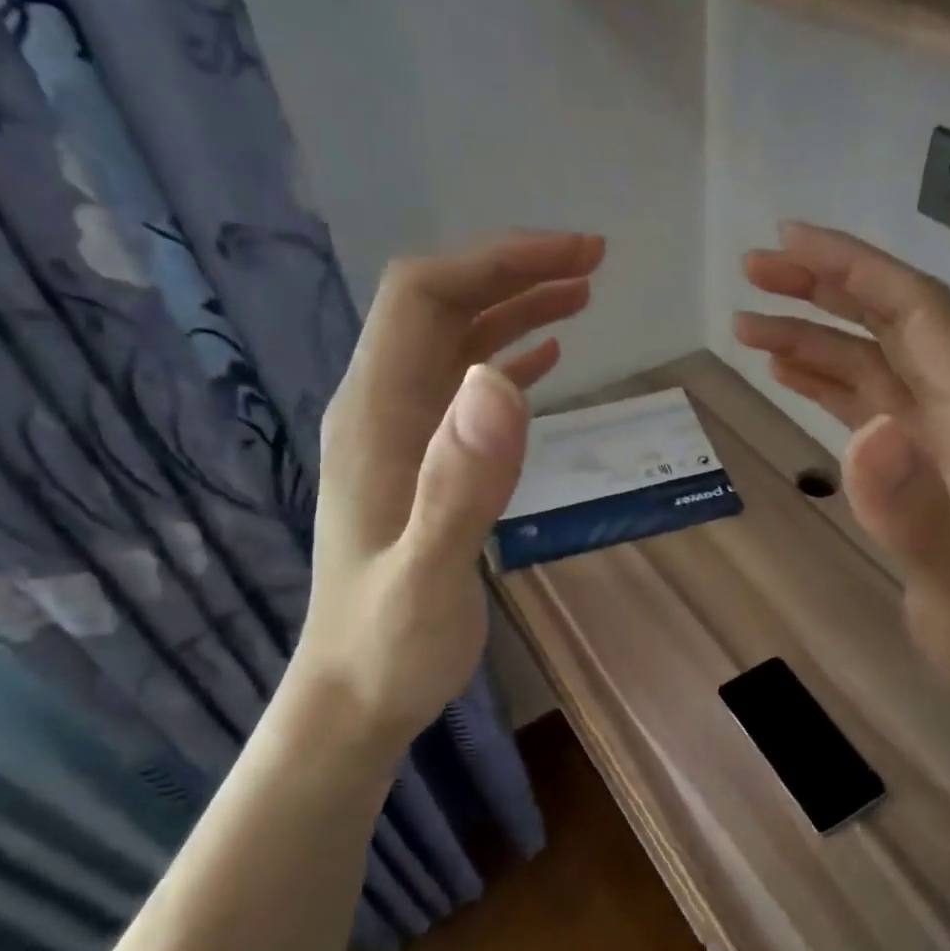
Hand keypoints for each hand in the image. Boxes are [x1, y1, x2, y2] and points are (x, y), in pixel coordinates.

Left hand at [293, 231, 602, 744]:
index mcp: (375, 414)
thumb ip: (461, 483)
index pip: (424, 297)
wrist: (356, 694)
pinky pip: (465, 389)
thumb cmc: (390, 644)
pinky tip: (548, 357)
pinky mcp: (424, 463)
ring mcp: (402, 435)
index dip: (496, 262)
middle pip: (442, 306)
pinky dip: (509, 359)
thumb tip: (501, 380)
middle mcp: (381, 408)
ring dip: (516, 308)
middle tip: (593, 261)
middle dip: (514, 270)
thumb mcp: (429, 574)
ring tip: (583, 293)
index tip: (572, 256)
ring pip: (457, 342)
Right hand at [733, 222, 949, 742]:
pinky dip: (826, 383)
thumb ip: (912, 508)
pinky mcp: (918, 473)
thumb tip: (863, 433)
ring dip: (813, 338)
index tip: (789, 243)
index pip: (918, 313)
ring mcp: (938, 443)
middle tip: (751, 271)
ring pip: (872, 366)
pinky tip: (788, 375)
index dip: (855, 269)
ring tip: (747, 324)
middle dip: (824, 289)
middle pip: (891, 325)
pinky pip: (867, 408)